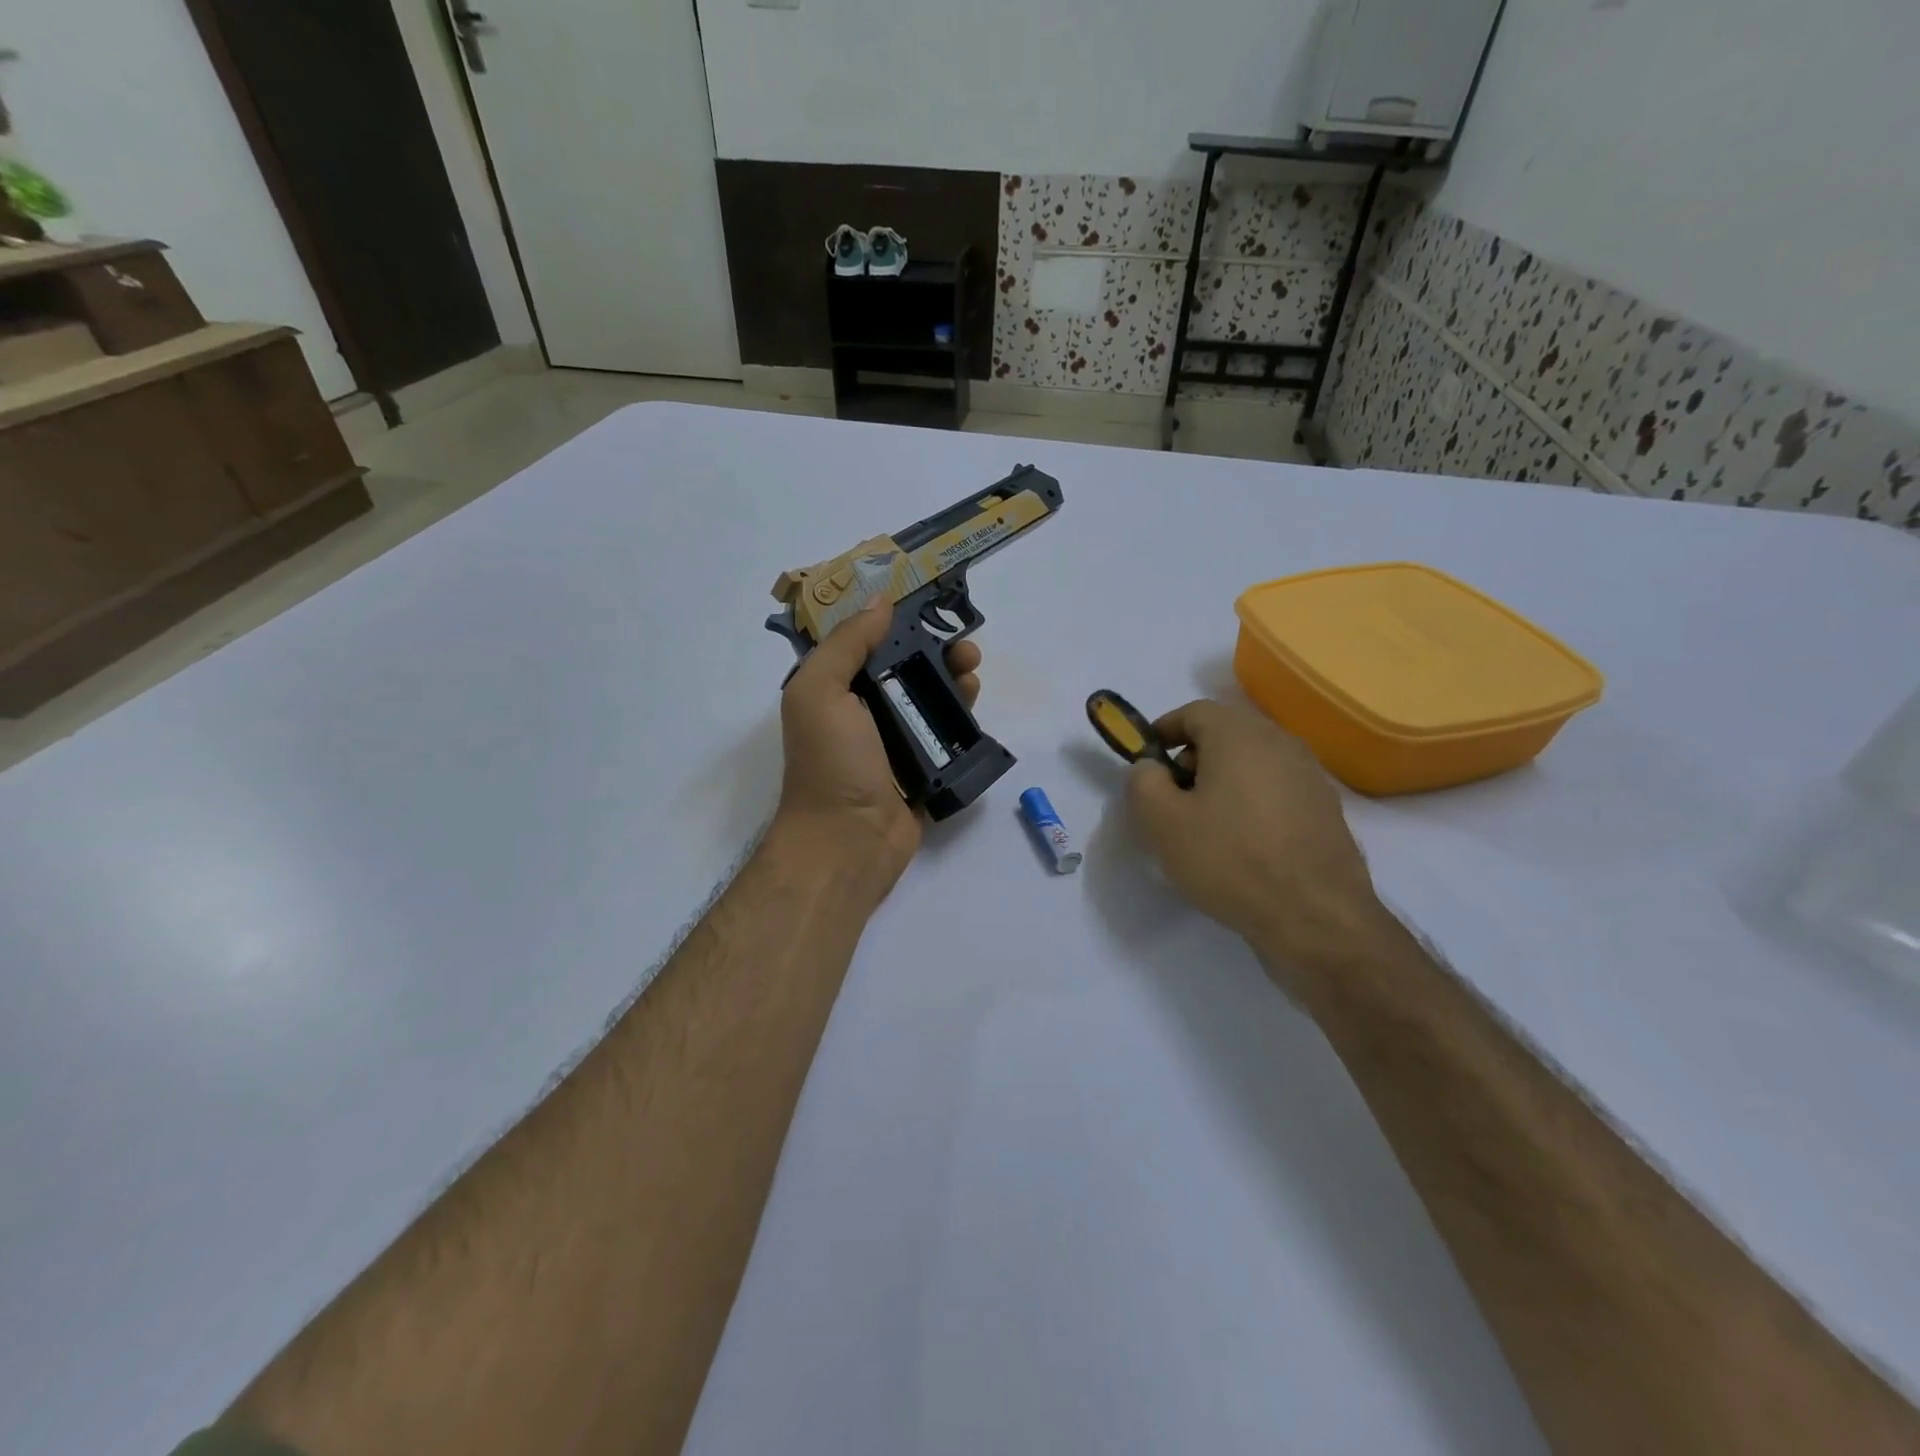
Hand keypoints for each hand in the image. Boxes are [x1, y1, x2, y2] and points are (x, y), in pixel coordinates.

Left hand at [771, 600, 980, 901]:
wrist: (849, 841)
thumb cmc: (831, 763)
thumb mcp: (820, 692)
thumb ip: (846, 644)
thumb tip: (881, 602)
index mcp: (834, 692)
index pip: (867, 645)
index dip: (897, 624)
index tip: (931, 608)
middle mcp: (863, 714)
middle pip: (906, 671)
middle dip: (936, 653)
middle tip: (965, 648)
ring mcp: (894, 745)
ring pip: (929, 701)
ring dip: (954, 682)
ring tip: (974, 674)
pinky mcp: (922, 771)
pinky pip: (945, 737)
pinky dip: (961, 720)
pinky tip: (975, 706)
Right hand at [1126, 699, 1388, 976]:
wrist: (1315, 917)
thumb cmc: (1230, 860)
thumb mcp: (1161, 822)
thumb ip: (1143, 782)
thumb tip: (1150, 768)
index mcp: (1239, 735)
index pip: (1194, 711)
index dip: (1164, 730)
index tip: (1147, 760)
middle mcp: (1280, 743)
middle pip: (1226, 734)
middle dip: (1192, 758)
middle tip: (1173, 798)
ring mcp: (1310, 776)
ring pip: (1253, 762)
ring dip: (1224, 781)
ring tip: (1207, 826)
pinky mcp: (1326, 809)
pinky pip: (1277, 790)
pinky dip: (1252, 802)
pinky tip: (1244, 844)